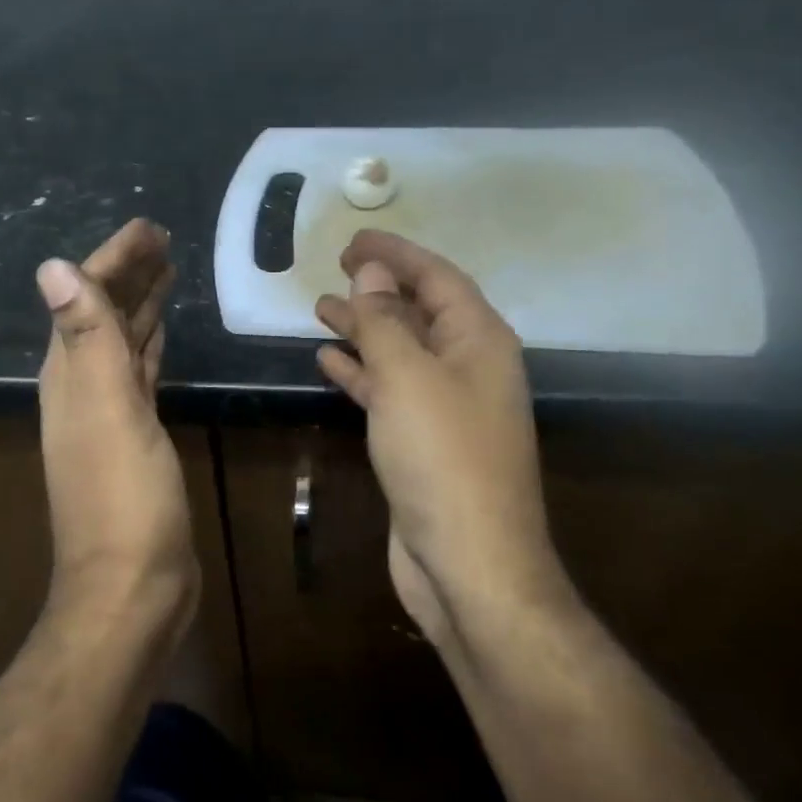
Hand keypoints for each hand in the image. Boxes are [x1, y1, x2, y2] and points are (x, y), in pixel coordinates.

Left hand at [35, 219, 198, 638]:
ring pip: (123, 343)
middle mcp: (82, 389)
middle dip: (129, 274)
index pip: (86, 298)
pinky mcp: (137, 438)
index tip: (148, 227)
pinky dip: (151, 347)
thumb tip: (52, 266)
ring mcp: (109, 415)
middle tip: (164, 239)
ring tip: (168, 272)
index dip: (113, 259)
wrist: (132, 586)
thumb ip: (85, 338)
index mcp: (70, 376)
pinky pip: (141, 375)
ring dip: (140, 306)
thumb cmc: (123, 499)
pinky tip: (163, 336)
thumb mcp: (107, 411)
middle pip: (103, 316)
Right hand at [314, 231, 567, 649]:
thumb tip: (371, 273)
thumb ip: (386, 321)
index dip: (396, 253)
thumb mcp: (408, 377)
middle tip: (335, 268)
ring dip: (365, 328)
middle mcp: (469, 367)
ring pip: (401, 352)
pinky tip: (329, 360)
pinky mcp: (423, 442)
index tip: (352, 239)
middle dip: (379, 288)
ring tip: (322, 308)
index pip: (437, 278)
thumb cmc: (442, 457)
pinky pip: (390, 390)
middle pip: (421, 312)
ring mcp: (447, 407)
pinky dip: (362, 372)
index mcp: (480, 341)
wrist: (467, 561)